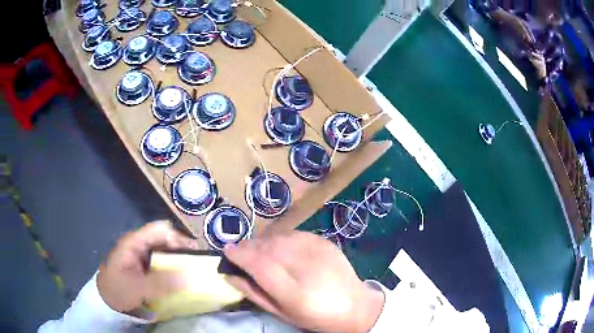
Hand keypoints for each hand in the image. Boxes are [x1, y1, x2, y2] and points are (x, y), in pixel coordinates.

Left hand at [97, 221, 198, 312]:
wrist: (105, 301)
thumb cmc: (118, 290)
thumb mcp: (138, 288)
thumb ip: (161, 282)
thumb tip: (188, 277)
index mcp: (135, 242)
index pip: (160, 230)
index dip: (179, 237)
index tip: (196, 252)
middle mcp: (139, 244)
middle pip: (165, 239)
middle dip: (183, 249)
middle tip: (200, 264)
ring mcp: (142, 255)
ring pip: (165, 250)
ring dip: (179, 259)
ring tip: (195, 271)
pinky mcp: (144, 266)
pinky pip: (163, 262)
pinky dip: (173, 268)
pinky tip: (181, 278)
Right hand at [224, 231, 384, 332]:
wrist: (355, 306)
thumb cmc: (316, 316)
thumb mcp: (282, 313)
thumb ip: (254, 293)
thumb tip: (230, 274)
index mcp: (294, 291)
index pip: (259, 264)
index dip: (239, 254)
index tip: (226, 251)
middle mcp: (305, 266)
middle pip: (267, 247)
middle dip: (248, 246)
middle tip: (239, 252)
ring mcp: (317, 250)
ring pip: (278, 237)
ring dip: (262, 242)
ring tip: (256, 250)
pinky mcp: (324, 241)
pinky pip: (293, 234)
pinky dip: (279, 239)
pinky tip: (278, 247)